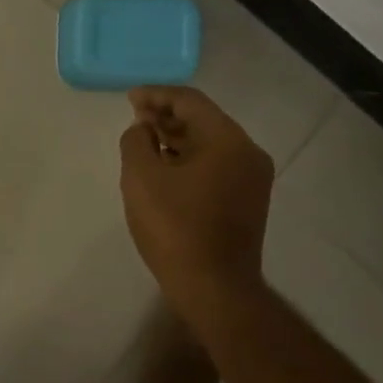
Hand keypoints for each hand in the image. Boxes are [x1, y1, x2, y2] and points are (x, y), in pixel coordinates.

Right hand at [119, 86, 273, 325]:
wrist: (214, 287)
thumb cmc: (175, 228)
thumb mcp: (141, 179)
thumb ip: (136, 142)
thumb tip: (142, 129)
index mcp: (227, 141)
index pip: (190, 101)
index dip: (156, 95)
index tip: (130, 98)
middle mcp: (248, 153)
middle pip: (204, 120)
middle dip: (167, 116)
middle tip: (135, 119)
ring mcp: (252, 179)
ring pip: (210, 144)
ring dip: (177, 138)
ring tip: (145, 141)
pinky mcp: (247, 201)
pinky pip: (215, 166)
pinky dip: (189, 159)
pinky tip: (165, 169)